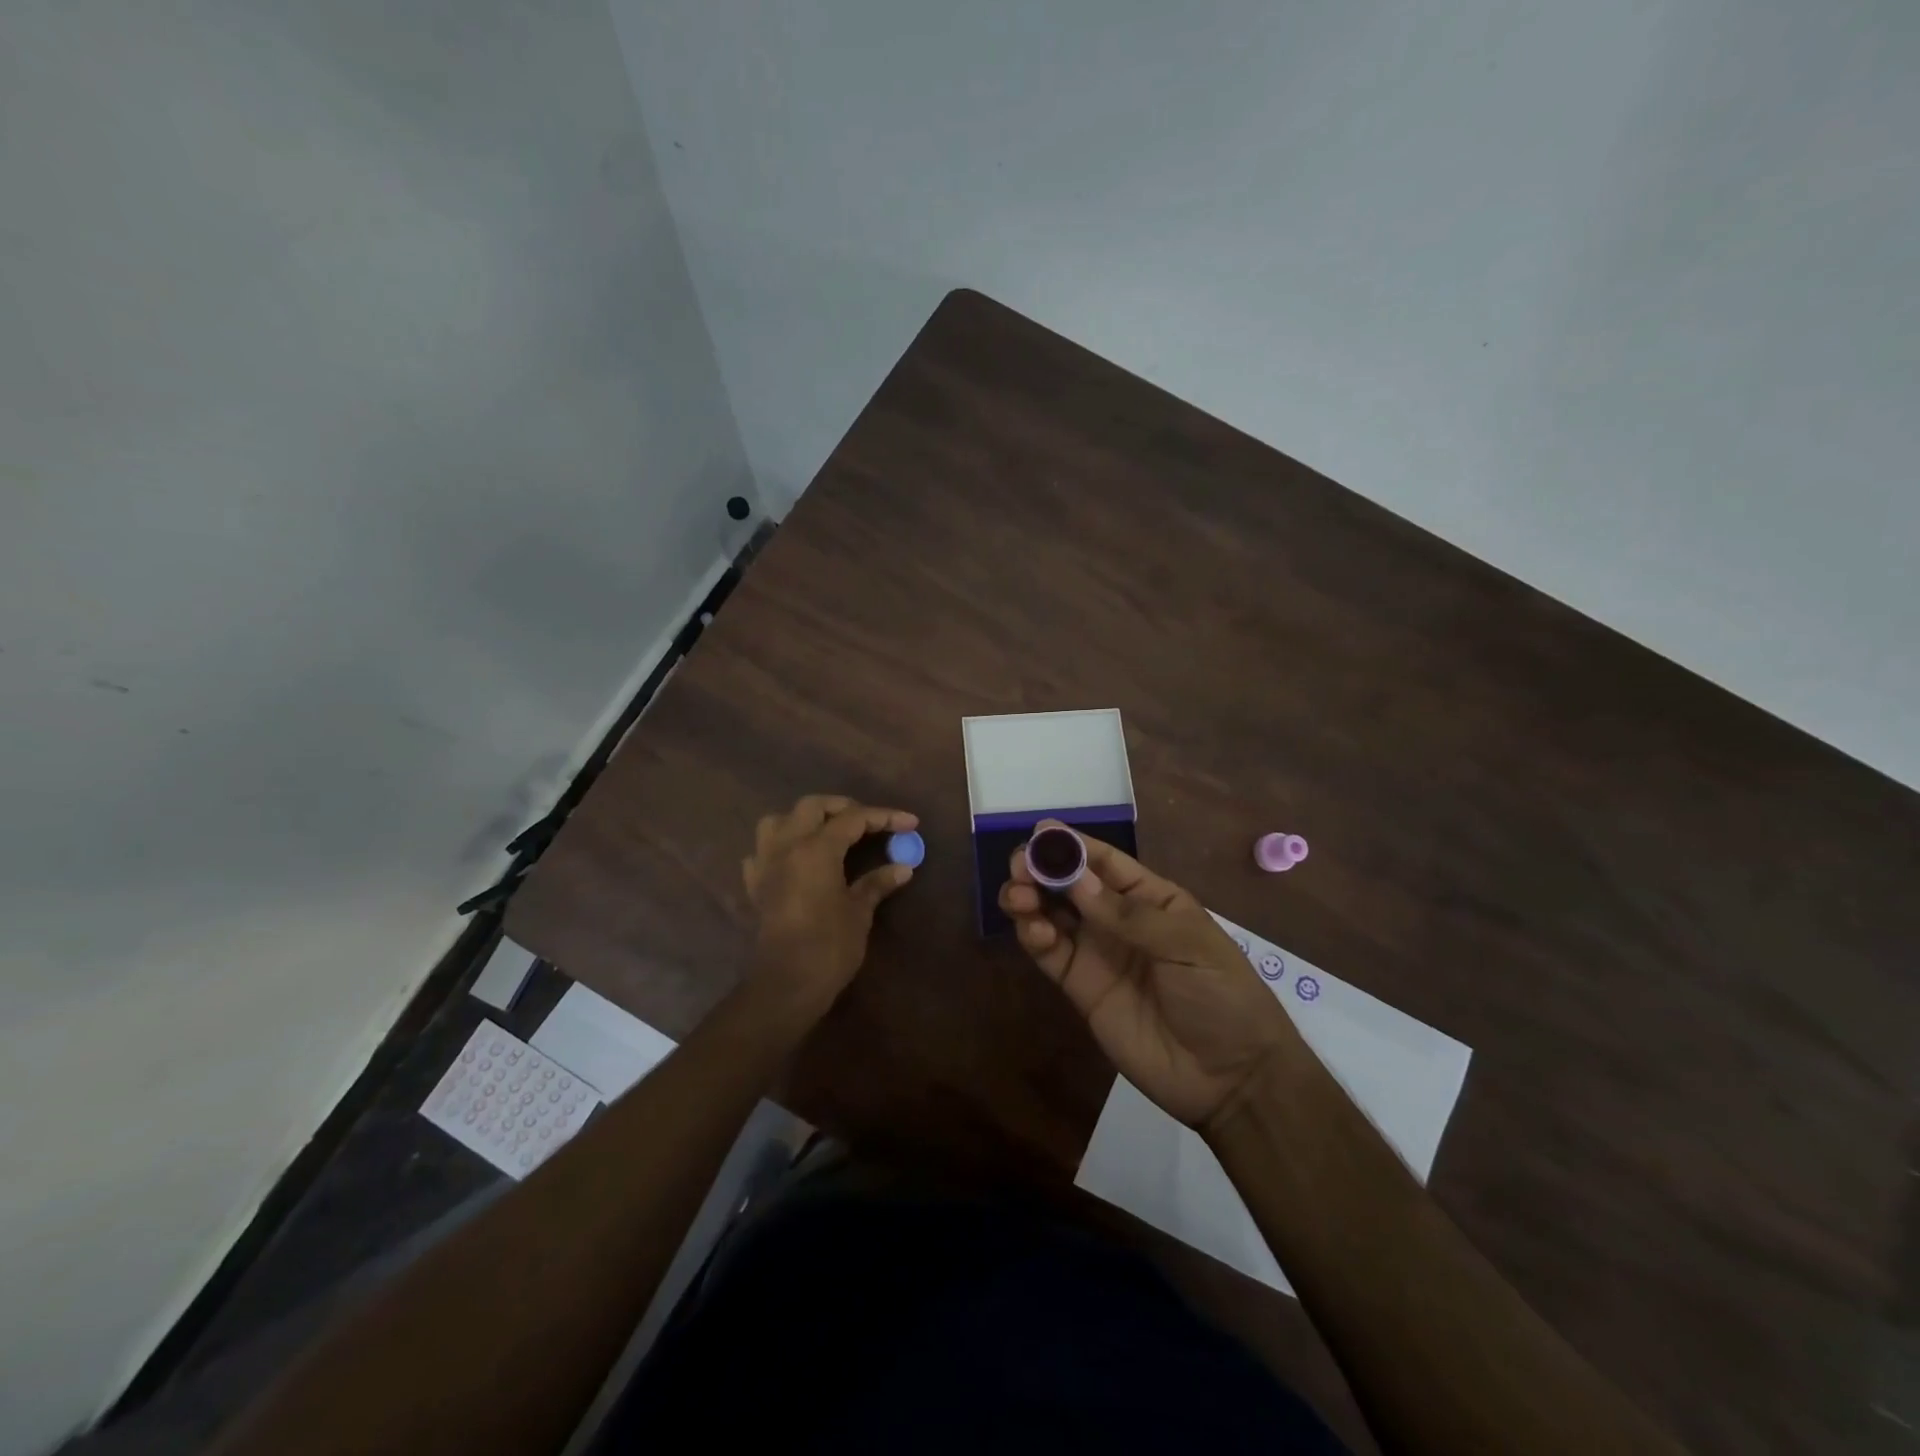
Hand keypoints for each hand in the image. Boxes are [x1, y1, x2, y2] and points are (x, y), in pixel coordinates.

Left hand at [741, 794, 917, 1018]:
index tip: (910, 822)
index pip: (853, 819)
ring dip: (803, 820)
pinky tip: (795, 861)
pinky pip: (762, 852)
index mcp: (816, 849)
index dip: (884, 817)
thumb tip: (903, 868)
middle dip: (843, 808)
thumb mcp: (859, 912)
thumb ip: (877, 884)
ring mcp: (766, 865)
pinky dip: (779, 848)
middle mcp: (787, 847)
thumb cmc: (829, 946)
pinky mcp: (756, 886)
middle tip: (868, 822)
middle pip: (812, 806)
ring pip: (778, 821)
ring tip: (826, 833)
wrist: (786, 985)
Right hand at [1000, 825, 1304, 1129]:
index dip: (1072, 845)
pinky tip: (1031, 928)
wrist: (1230, 1078)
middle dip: (1041, 869)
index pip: (1105, 862)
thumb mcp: (1187, 946)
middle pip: (1069, 884)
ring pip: (1051, 913)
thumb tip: (1076, 880)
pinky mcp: (1080, 987)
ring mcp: (1096, 952)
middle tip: (1019, 867)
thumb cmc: (1222, 995)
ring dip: (1029, 897)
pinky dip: (1033, 935)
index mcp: (1151, 898)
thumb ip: (1129, 915)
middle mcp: (1117, 919)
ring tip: (1017, 896)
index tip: (1039, 832)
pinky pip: (1049, 953)